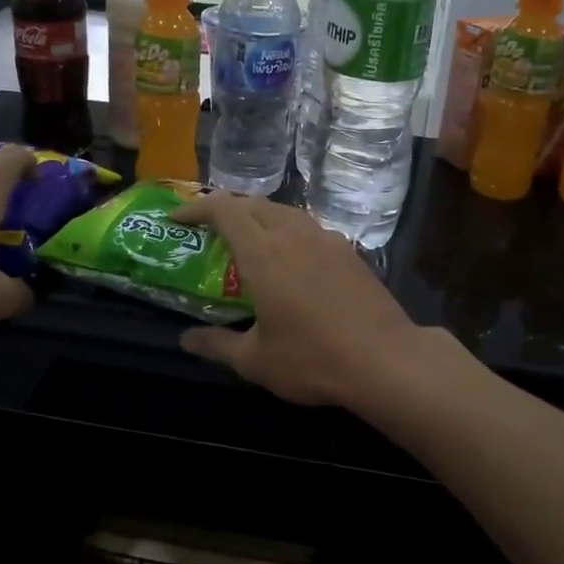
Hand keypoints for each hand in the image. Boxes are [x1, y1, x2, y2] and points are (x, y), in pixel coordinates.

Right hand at [170, 192, 426, 407]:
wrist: (386, 360)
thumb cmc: (313, 358)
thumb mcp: (255, 360)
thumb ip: (217, 345)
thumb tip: (186, 339)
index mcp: (264, 253)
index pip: (223, 209)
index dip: (196, 207)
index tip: (177, 218)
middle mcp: (293, 234)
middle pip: (252, 203)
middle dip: (224, 209)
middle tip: (206, 230)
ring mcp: (325, 238)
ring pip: (282, 211)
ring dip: (257, 216)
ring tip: (245, 239)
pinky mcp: (348, 250)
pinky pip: (306, 226)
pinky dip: (285, 229)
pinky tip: (288, 258)